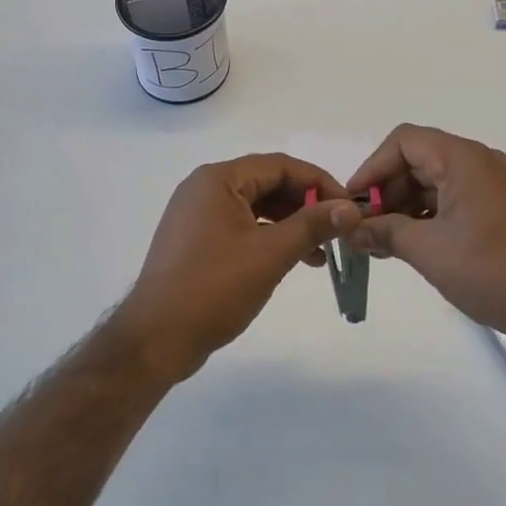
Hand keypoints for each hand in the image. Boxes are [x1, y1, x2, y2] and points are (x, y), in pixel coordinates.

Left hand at [115, 154, 362, 382]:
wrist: (155, 340)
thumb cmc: (214, 288)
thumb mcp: (270, 254)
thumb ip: (312, 225)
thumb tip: (351, 208)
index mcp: (218, 179)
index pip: (280, 165)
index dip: (318, 183)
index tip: (348, 206)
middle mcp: (205, 188)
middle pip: (267, 183)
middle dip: (305, 205)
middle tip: (337, 230)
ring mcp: (197, 215)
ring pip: (256, 207)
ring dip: (290, 224)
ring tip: (320, 253)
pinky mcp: (196, 240)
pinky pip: (241, 226)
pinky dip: (268, 238)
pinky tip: (290, 260)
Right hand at [345, 125, 505, 364]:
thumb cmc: (490, 270)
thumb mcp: (428, 250)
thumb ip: (384, 232)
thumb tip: (351, 230)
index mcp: (463, 158)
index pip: (405, 141)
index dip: (373, 167)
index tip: (354, 202)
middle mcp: (479, 161)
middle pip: (418, 159)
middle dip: (387, 190)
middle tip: (364, 228)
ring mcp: (493, 184)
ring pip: (434, 181)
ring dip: (405, 206)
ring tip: (382, 242)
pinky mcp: (499, 208)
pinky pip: (453, 198)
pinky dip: (428, 215)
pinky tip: (411, 244)